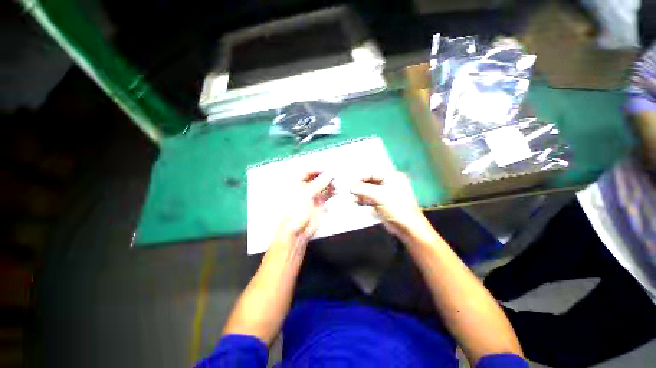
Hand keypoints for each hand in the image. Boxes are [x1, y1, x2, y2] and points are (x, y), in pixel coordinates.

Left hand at [275, 171, 334, 244]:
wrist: (298, 231)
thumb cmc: (295, 212)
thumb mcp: (306, 194)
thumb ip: (319, 183)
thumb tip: (328, 175)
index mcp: (296, 184)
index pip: (306, 172)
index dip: (316, 170)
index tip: (326, 170)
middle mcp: (304, 188)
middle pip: (316, 178)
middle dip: (325, 177)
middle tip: (334, 176)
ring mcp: (312, 196)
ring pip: (322, 186)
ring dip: (329, 184)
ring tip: (337, 183)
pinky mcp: (318, 203)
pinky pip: (326, 194)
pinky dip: (331, 192)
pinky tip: (336, 191)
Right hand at [350, 171, 426, 236]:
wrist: (407, 227)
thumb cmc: (396, 207)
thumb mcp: (379, 196)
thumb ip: (363, 190)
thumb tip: (350, 187)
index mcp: (392, 178)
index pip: (373, 173)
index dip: (361, 177)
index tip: (351, 182)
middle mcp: (389, 184)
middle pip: (370, 182)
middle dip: (359, 186)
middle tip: (349, 190)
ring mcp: (385, 195)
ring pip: (369, 191)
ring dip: (360, 194)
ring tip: (349, 197)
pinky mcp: (382, 204)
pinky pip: (370, 199)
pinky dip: (363, 200)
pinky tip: (355, 201)